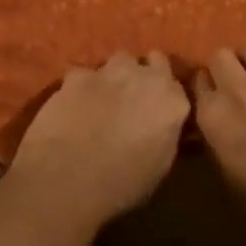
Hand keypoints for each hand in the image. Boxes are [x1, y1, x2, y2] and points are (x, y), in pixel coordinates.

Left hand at [11, 51, 190, 230]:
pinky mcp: (76, 76)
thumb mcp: (159, 167)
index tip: (157, 110)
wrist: (68, 178)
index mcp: (172, 102)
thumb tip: (160, 128)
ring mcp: (109, 71)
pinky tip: (73, 107)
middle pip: (151, 61)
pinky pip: (84, 75)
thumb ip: (165, 135)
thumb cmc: (121, 184)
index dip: (165, 97)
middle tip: (133, 100)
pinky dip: (81, 87)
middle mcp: (146, 77)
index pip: (176, 85)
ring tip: (102, 101)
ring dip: (115, 76)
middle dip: (144, 75)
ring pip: (119, 61)